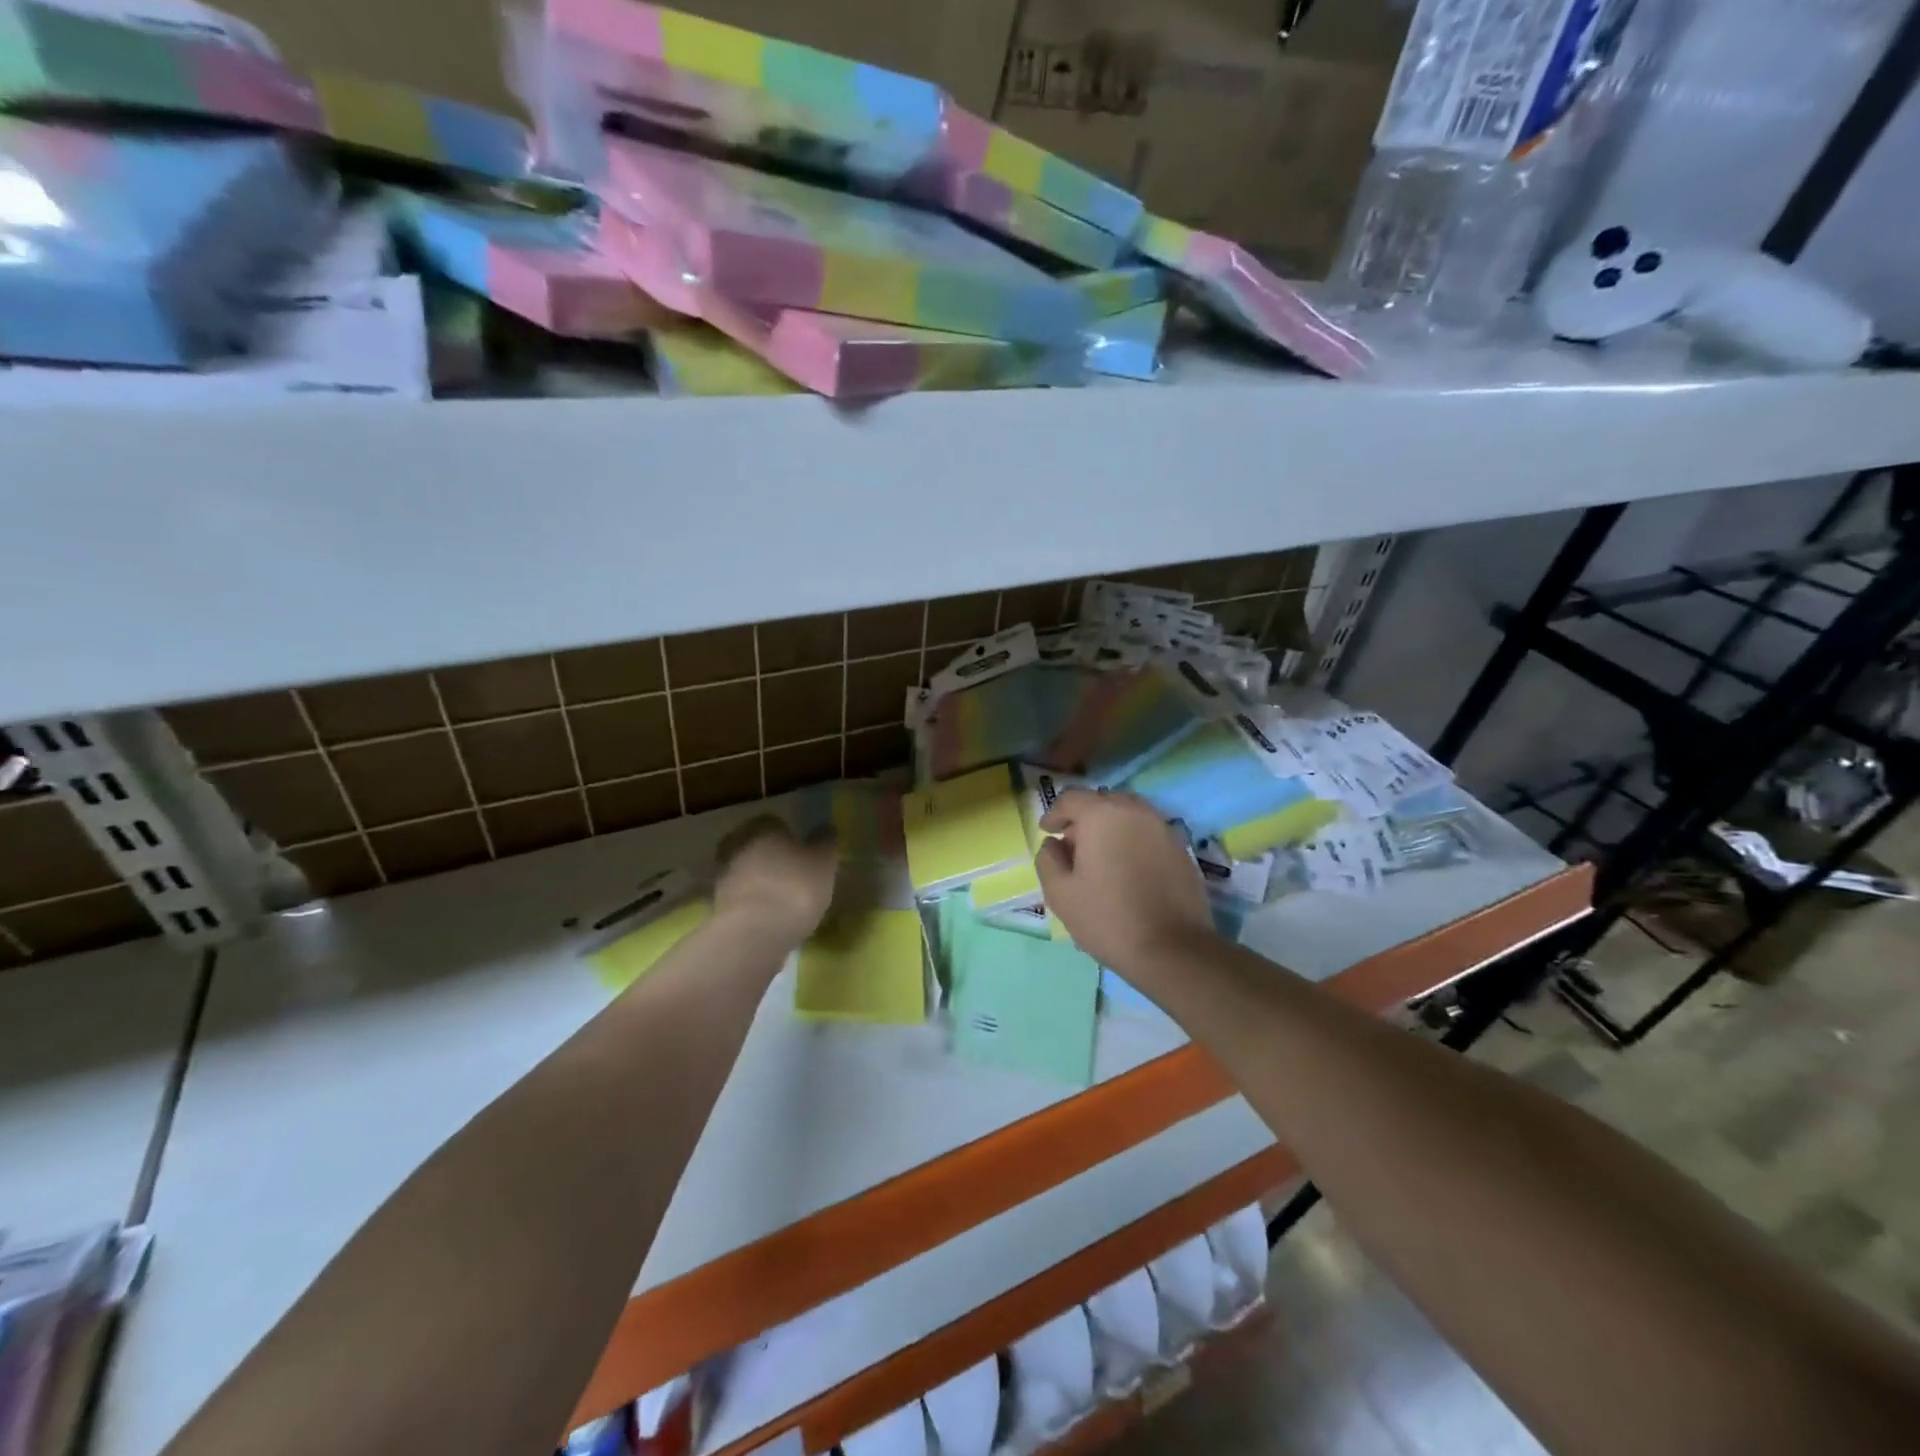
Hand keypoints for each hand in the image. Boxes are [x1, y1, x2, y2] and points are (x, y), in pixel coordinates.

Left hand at [713, 816, 837, 944]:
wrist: (754, 934)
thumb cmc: (794, 887)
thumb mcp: (824, 863)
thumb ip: (826, 842)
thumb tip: (826, 827)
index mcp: (761, 826)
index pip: (775, 822)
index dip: (790, 836)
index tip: (803, 852)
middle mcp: (736, 844)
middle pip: (755, 845)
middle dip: (770, 856)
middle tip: (792, 873)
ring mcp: (722, 876)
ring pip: (745, 871)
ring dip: (759, 881)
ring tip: (783, 899)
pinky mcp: (716, 906)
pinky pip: (740, 897)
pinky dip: (752, 903)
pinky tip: (770, 916)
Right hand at [1035, 789, 1214, 973]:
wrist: (1173, 949)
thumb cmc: (1108, 918)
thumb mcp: (1060, 893)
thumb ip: (1048, 859)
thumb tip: (1054, 843)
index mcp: (1102, 815)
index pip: (1072, 797)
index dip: (1055, 812)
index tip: (1047, 831)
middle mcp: (1135, 811)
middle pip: (1103, 801)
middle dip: (1084, 818)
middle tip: (1073, 845)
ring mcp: (1163, 828)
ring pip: (1129, 815)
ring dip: (1110, 827)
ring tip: (1101, 857)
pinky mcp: (1181, 848)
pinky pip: (1148, 832)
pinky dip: (1133, 840)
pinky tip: (1127, 869)